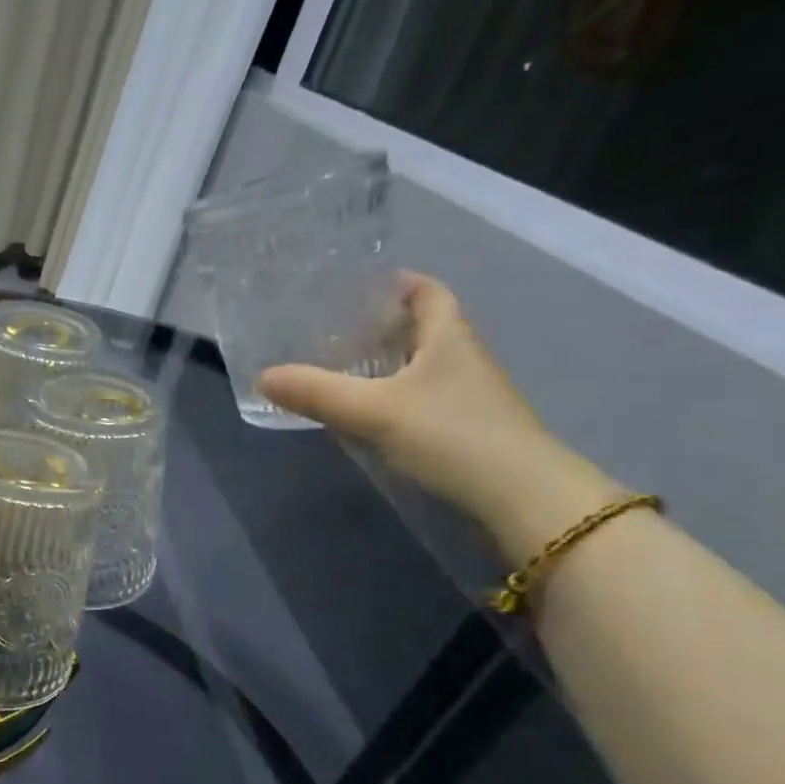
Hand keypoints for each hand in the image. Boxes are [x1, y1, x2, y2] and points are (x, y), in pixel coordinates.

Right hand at [258, 273, 616, 558]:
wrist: (522, 499)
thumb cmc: (451, 435)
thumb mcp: (373, 411)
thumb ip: (317, 392)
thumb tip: (262, 376)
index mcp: (448, 337)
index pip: (428, 292)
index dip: (397, 284)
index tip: (357, 287)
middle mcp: (462, 359)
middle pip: (422, 329)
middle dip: (381, 325)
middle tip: (331, 329)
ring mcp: (468, 397)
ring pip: (421, 367)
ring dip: (386, 364)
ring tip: (338, 368)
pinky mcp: (466, 430)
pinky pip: (422, 399)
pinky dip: (394, 397)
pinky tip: (367, 413)